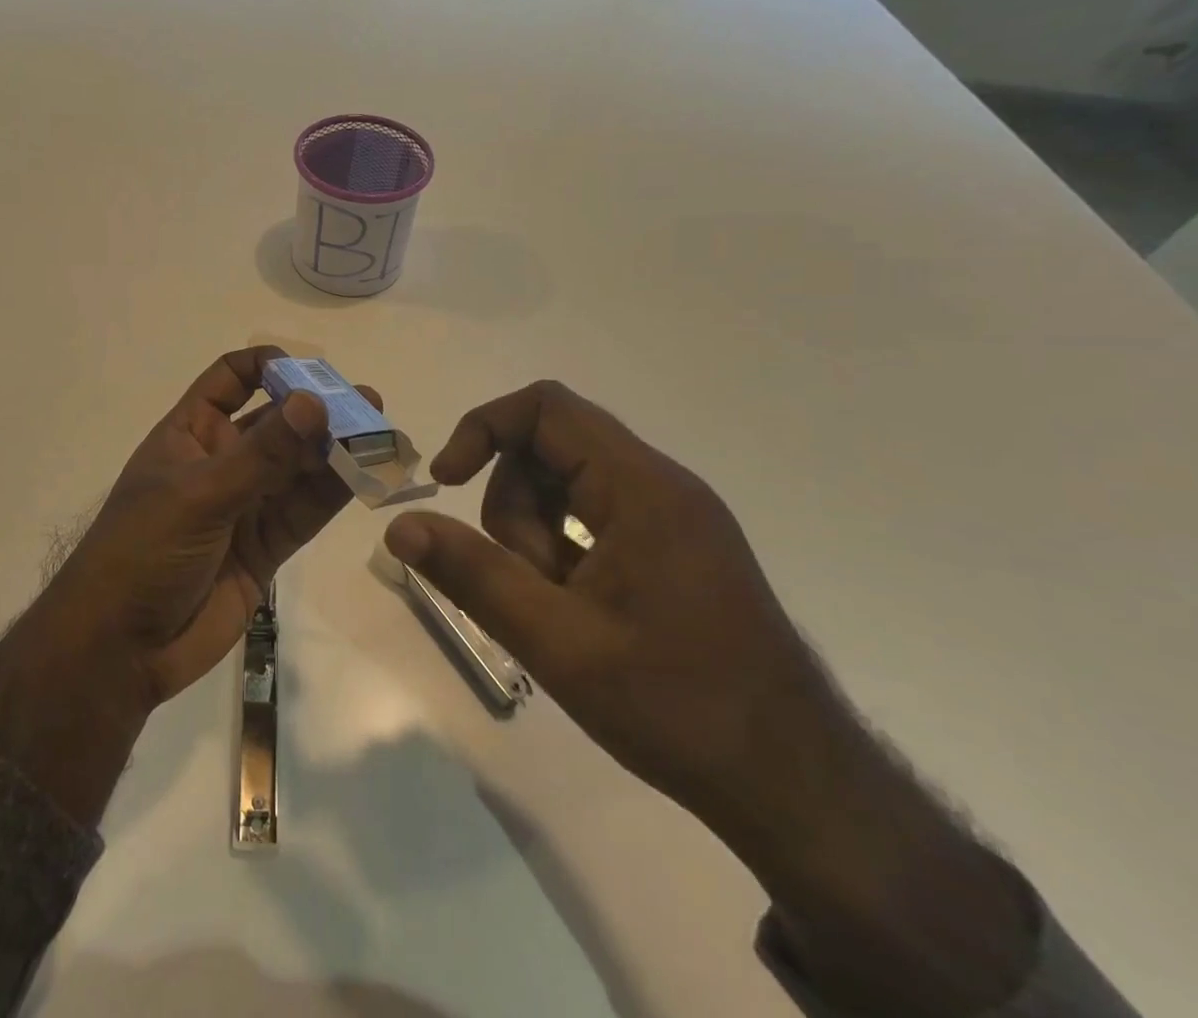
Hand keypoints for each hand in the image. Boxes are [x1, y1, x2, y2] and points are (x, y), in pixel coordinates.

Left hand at [0, 347, 375, 823]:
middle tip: (367, 403)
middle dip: (317, 410)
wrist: (120, 649)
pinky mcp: (266, 546)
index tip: (309, 372)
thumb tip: (314, 402)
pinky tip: (367, 475)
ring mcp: (245, 504)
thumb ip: (262, 455)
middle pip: (276, 422)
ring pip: (298, 467)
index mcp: (190, 434)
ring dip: (336, 450)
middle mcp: (221, 461)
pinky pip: (305, 511)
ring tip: (381, 434)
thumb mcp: (199, 495)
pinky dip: (334, 493)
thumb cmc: (142, 552)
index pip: (230, 379)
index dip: (267, 366)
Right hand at [384, 378, 816, 825]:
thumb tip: (399, 527)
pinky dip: (565, 551)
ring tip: (559, 610)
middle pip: (550, 448)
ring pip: (567, 487)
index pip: (544, 408)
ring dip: (537, 537)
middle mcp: (661, 485)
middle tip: (525, 582)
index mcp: (641, 487)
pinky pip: (594, 518)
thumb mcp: (557, 641)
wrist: (797, 788)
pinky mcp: (675, 548)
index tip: (447, 484)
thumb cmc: (676, 707)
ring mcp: (673, 517)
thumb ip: (472, 574)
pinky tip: (578, 613)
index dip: (482, 429)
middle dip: (513, 507)